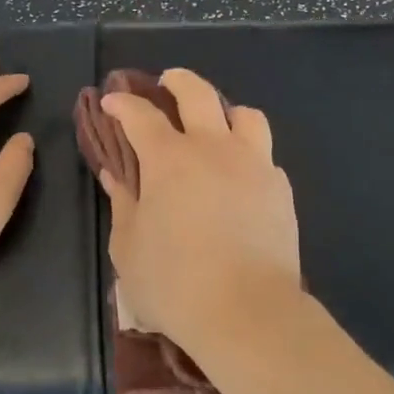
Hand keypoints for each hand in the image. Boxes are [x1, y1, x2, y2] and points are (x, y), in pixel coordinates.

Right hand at [99, 69, 300, 350]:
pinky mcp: (281, 188)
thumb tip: (114, 175)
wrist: (247, 312)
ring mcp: (254, 165)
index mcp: (169, 159)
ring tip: (215, 125)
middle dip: (177, 81)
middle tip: (166, 84)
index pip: (141, 116)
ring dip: (224, 111)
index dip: (123, 104)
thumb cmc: (175, 285)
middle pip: (198, 93)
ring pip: (244, 115)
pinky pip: (264, 154)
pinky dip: (248, 152)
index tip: (113, 102)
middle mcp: (214, 149)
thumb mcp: (129, 248)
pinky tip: (240, 175)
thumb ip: (122, 204)